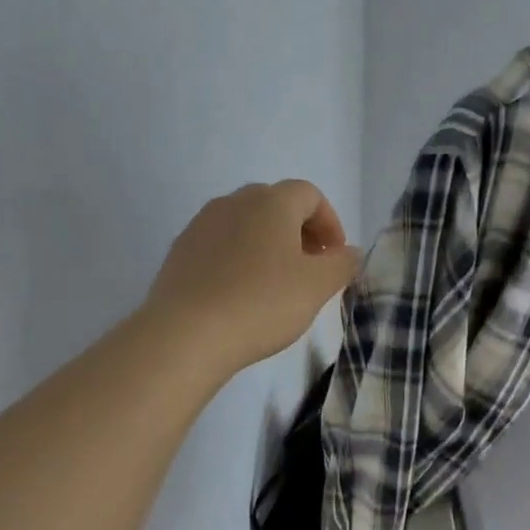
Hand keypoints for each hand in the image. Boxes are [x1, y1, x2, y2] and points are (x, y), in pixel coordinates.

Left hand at [144, 180, 361, 375]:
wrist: (186, 334)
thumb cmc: (262, 303)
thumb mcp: (317, 286)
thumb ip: (342, 264)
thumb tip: (350, 252)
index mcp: (271, 202)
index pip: (310, 194)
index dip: (330, 222)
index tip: (335, 257)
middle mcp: (234, 202)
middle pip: (276, 204)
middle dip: (299, 232)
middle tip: (310, 269)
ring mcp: (202, 225)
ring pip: (246, 224)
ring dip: (268, 245)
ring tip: (276, 283)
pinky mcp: (179, 251)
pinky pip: (220, 245)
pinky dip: (239, 259)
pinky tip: (241, 294)